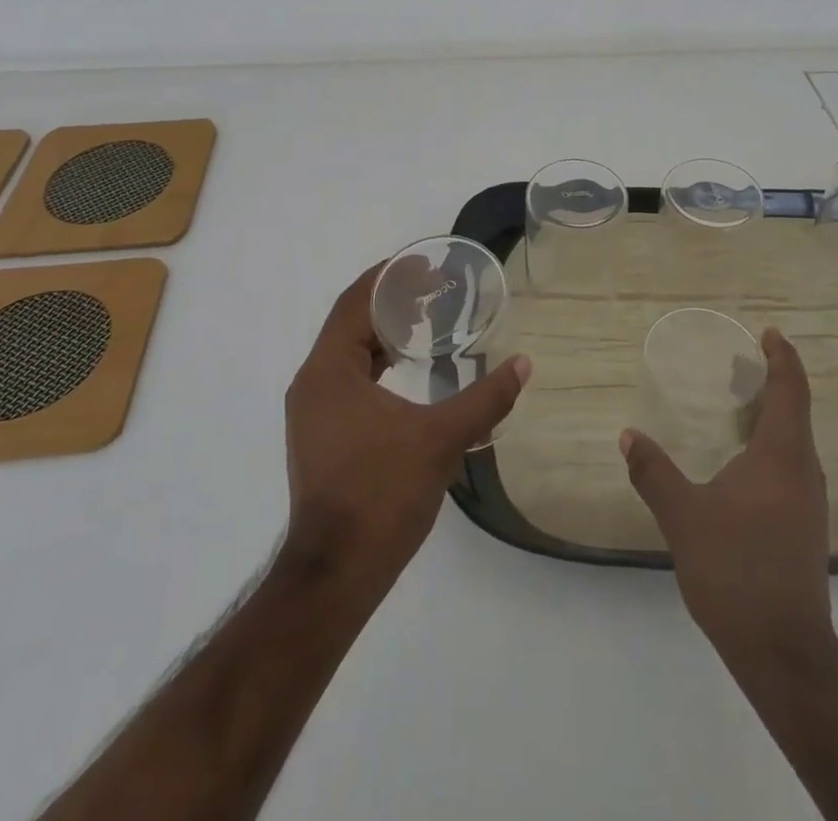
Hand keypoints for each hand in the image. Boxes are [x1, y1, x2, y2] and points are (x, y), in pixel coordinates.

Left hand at [281, 261, 530, 598]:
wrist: (335, 575)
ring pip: (349, 351)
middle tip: (436, 288)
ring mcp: (314, 411)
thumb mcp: (439, 440)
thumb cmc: (380, 495)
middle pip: (351, 321)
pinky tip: (409, 368)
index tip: (425, 264)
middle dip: (391, 300)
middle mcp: (314, 382)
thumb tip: (523, 365)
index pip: (356, 301)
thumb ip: (484, 399)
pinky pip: (349, 377)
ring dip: (384, 331)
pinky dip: (377, 361)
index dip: (389, 276)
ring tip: (427, 319)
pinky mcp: (322, 434)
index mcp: (329, 371)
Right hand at [620, 328, 830, 656]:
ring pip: (795, 441)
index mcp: (782, 456)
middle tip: (742, 363)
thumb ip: (654, 473)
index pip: (790, 391)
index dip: (782, 358)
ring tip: (740, 405)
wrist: (783, 652)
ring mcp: (808, 503)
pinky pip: (791, 466)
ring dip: (773, 415)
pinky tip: (743, 463)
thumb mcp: (684, 517)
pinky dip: (771, 445)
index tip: (769, 333)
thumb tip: (628, 436)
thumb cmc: (735, 570)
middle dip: (773, 382)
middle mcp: (803, 472)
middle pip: (796, 411)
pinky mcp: (804, 528)